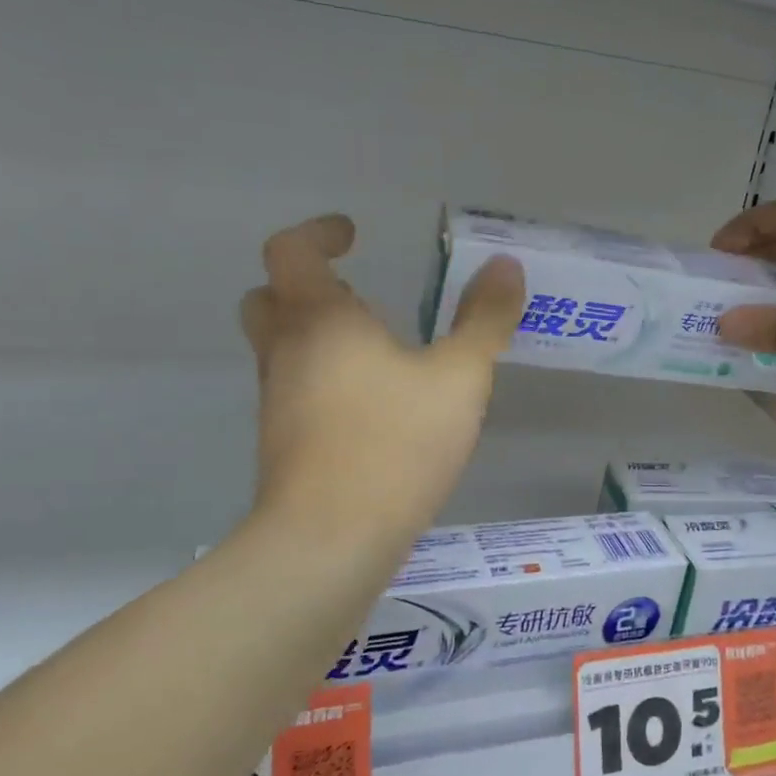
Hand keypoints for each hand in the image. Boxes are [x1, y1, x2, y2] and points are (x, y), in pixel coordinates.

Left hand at [237, 214, 523, 537]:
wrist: (330, 542)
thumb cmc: (395, 444)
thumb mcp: (459, 378)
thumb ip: (484, 320)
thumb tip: (505, 266)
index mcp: (319, 319)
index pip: (290, 250)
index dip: (317, 233)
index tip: (352, 234)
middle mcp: (285, 353)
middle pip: (269, 298)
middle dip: (308, 287)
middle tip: (355, 295)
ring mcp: (276, 402)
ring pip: (280, 349)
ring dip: (317, 335)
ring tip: (378, 351)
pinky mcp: (283, 445)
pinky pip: (295, 391)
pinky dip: (324, 379)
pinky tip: (373, 407)